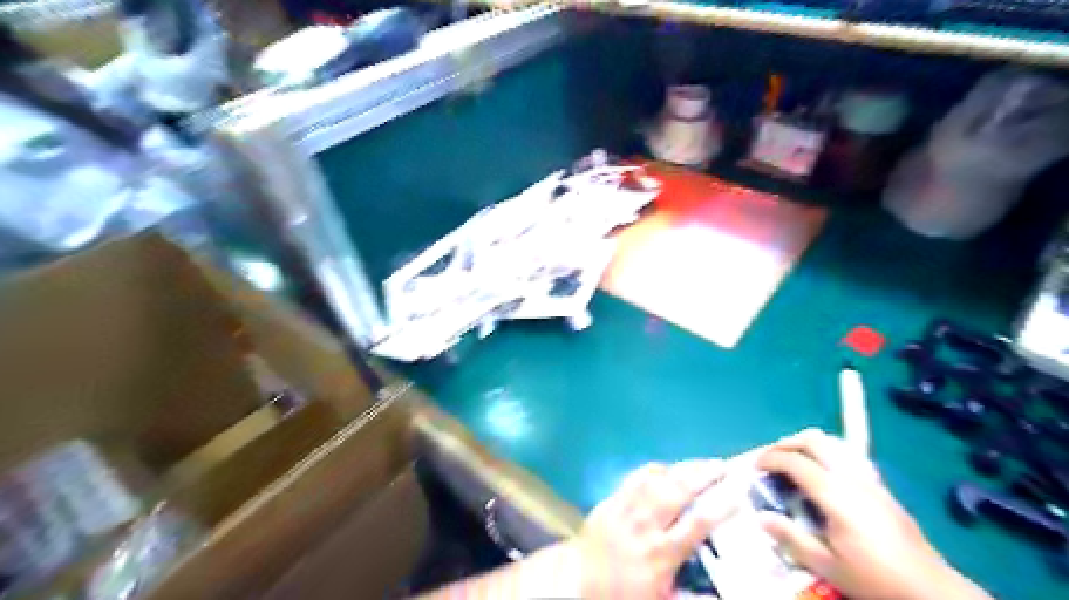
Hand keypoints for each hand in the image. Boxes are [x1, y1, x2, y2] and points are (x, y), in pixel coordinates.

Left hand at [577, 463, 735, 596]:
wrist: (579, 583)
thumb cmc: (624, 593)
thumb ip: (692, 597)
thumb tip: (721, 595)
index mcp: (660, 554)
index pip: (695, 525)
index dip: (718, 507)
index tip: (737, 495)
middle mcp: (645, 526)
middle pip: (676, 492)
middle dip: (701, 475)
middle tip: (721, 466)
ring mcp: (625, 509)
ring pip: (655, 480)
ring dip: (680, 468)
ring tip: (700, 463)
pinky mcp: (610, 500)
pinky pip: (633, 478)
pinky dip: (653, 470)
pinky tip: (666, 468)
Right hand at [756, 428, 988, 598]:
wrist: (931, 591)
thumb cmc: (874, 578)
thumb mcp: (826, 564)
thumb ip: (791, 537)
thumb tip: (760, 517)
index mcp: (835, 494)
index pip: (795, 461)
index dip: (770, 459)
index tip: (755, 467)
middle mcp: (852, 478)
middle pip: (814, 441)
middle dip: (787, 443)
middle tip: (770, 458)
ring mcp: (869, 480)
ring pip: (834, 444)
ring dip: (808, 445)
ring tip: (793, 460)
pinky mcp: (881, 487)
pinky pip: (848, 456)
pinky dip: (826, 454)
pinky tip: (823, 474)